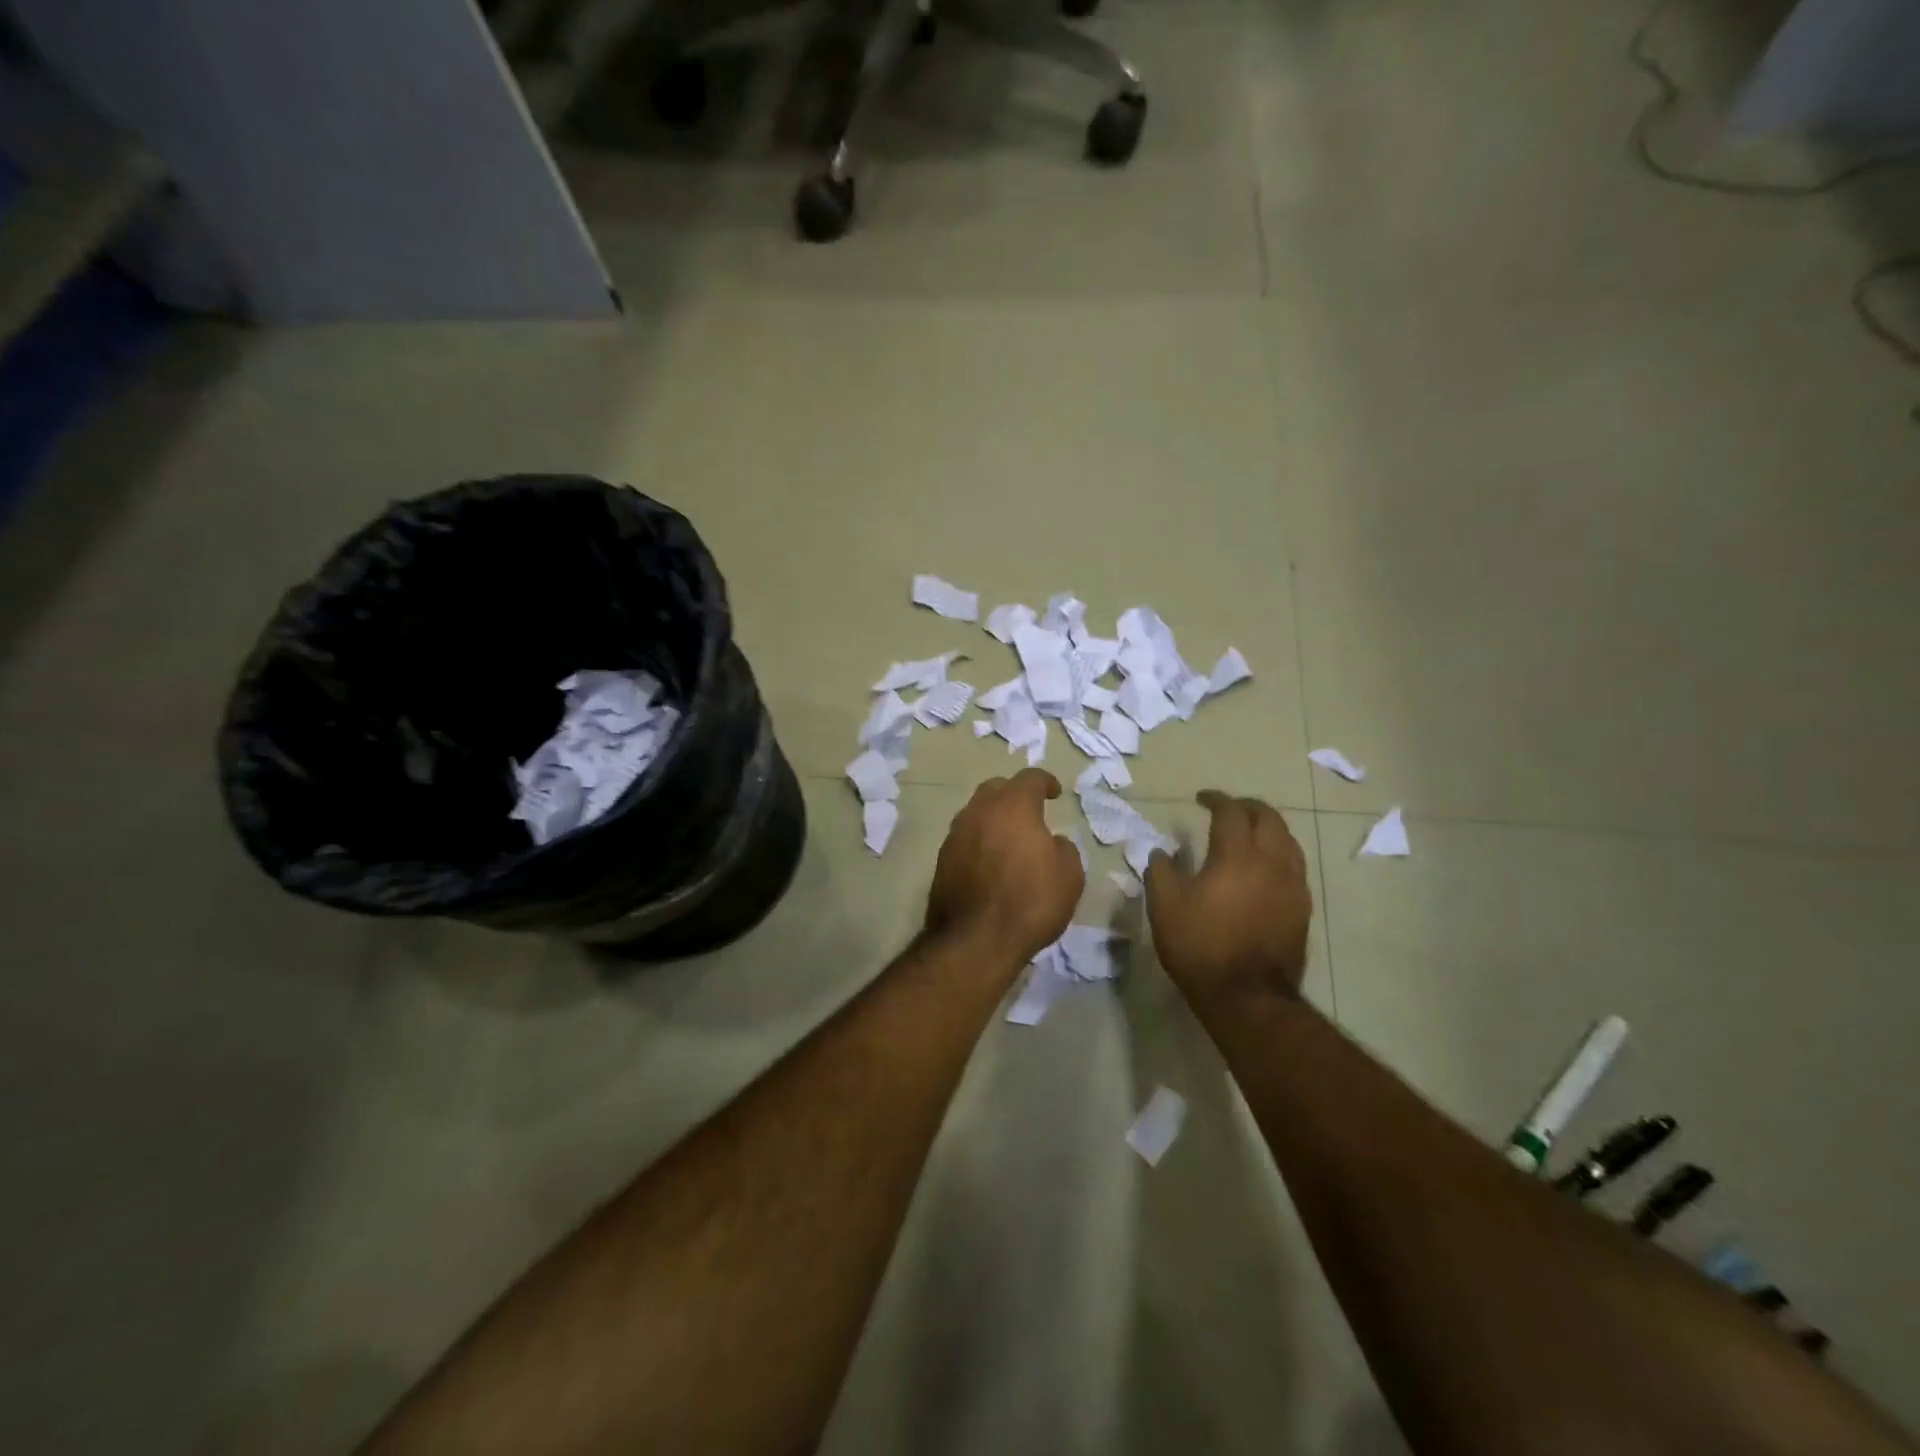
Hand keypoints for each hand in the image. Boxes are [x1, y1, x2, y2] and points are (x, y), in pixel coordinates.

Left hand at [926, 769, 1083, 966]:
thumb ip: (1063, 849)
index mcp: (1013, 806)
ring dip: (993, 818)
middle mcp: (980, 811)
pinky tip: (990, 861)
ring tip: (1009, 838)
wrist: (975, 940)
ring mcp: (955, 835)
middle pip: (996, 788)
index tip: (1055, 792)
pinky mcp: (941, 860)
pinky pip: (964, 838)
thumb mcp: (1069, 876)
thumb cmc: (1030, 902)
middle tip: (1029, 811)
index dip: (1045, 781)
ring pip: (976, 812)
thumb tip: (1050, 842)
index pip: (1030, 779)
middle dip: (1013, 794)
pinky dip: (979, 841)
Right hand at [1146, 790, 1312, 1002]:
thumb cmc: (1201, 947)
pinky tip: (1264, 866)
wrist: (1248, 996)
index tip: (1201, 798)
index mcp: (1237, 855)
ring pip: (1287, 839)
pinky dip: (1278, 852)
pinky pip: (1294, 864)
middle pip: (1268, 817)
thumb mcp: (1165, 907)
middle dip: (1247, 806)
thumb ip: (1160, 872)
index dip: (1216, 799)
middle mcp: (1271, 862)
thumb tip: (1161, 852)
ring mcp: (1293, 884)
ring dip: (1267, 827)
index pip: (1231, 811)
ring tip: (1248, 832)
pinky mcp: (1302, 907)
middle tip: (1227, 808)